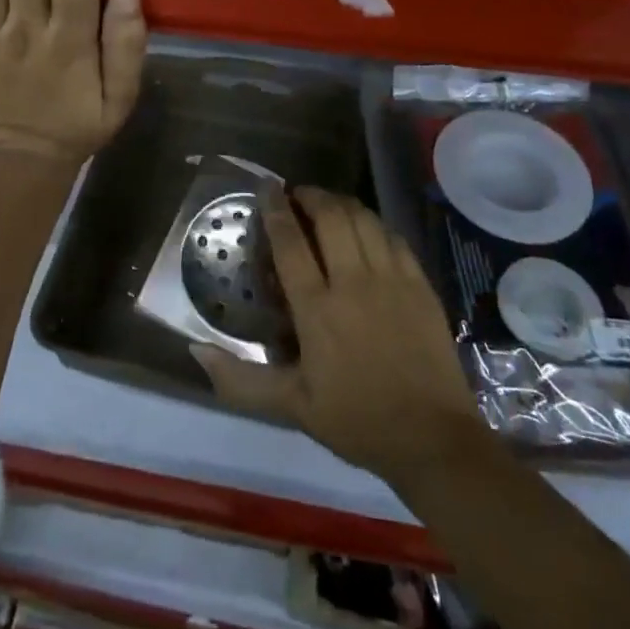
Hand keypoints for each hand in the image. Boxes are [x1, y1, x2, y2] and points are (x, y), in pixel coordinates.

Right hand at [192, 187, 488, 487]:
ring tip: (328, 203)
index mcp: (317, 310)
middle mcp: (353, 283)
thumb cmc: (357, 421)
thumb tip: (196, 349)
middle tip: (297, 193)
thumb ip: (241, 379)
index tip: (266, 188)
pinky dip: (374, 223)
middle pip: (330, 217)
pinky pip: (393, 236)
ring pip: (363, 219)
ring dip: (341, 203)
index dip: (275, 209)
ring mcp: (391, 279)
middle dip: (310, 195)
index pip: (290, 242)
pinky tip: (366, 227)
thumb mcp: (292, 407)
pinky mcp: (420, 285)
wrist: (433, 440)